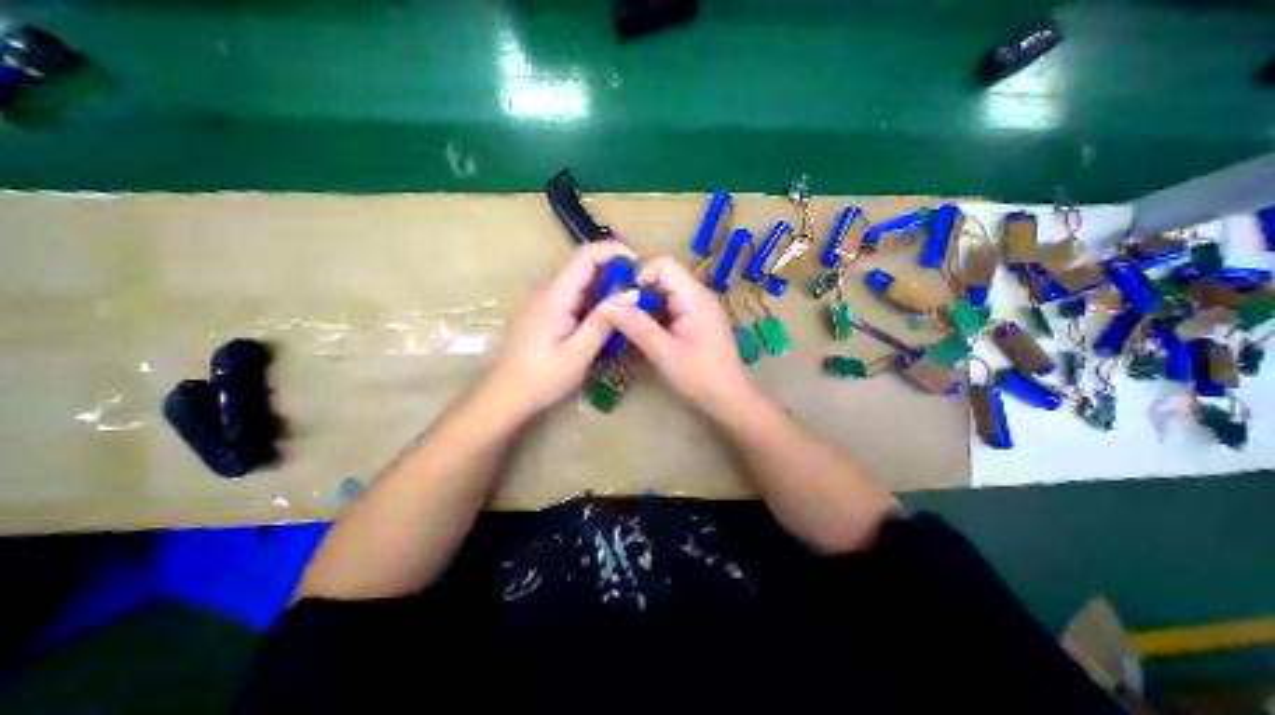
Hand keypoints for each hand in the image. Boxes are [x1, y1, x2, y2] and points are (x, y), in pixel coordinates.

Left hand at [483, 240, 638, 418]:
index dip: (613, 250)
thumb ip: (603, 322)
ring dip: (606, 285)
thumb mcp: (578, 353)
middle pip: (584, 265)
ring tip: (630, 302)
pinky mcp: (548, 314)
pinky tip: (608, 317)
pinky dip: (596, 300)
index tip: (639, 262)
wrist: (506, 396)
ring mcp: (547, 303)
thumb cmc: (542, 378)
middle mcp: (550, 292)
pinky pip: (576, 297)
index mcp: (556, 296)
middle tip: (640, 288)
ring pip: (581, 282)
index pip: (585, 256)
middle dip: (614, 269)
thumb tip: (630, 295)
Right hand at [603, 258, 754, 415]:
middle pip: (662, 278)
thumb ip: (637, 326)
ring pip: (663, 294)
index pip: (663, 265)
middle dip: (639, 294)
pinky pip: (669, 309)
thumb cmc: (700, 377)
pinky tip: (646, 336)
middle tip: (622, 318)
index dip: (640, 277)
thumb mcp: (665, 353)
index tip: (625, 302)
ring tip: (631, 329)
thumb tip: (609, 305)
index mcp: (694, 297)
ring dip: (645, 308)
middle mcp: (697, 296)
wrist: (729, 400)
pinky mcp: (695, 322)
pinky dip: (654, 318)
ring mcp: (697, 309)